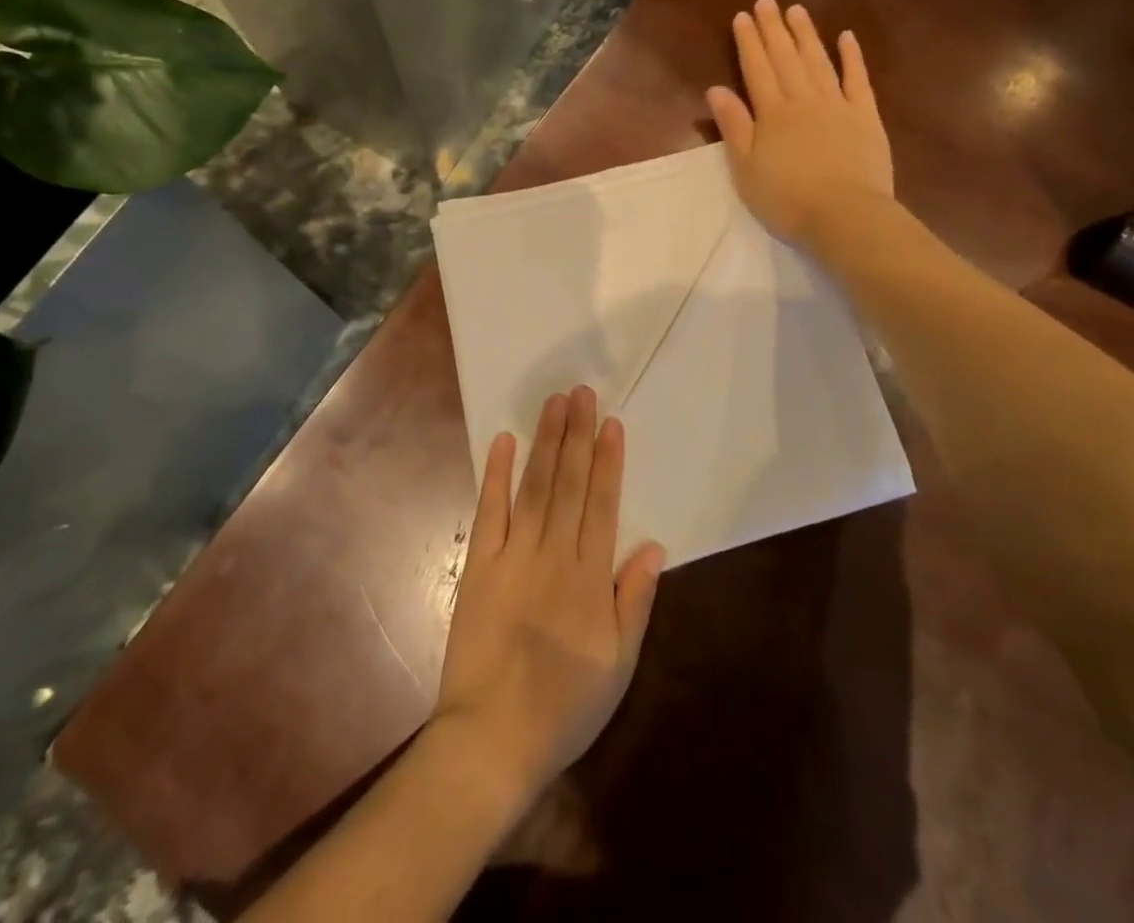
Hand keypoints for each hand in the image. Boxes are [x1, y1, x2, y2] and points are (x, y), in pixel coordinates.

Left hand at [433, 387, 664, 800]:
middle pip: (569, 484)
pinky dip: (496, 475)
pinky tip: (502, 442)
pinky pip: (489, 512)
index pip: (603, 505)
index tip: (611, 423)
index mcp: (589, 578)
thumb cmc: (564, 706)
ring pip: (535, 487)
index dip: (608, 461)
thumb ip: (634, 601)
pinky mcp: (480, 567)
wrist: (492, 740)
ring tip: (554, 404)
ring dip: (545, 443)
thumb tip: (653, 545)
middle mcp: (553, 555)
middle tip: (581, 393)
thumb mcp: (618, 665)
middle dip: (577, 435)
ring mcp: (513, 556)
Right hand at [706, 0, 894, 245]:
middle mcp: (804, 100)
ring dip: (806, 34)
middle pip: (786, 58)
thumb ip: (733, 127)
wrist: (846, 216)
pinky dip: (852, 57)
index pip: (757, 69)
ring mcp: (838, 105)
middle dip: (774, 29)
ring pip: (818, 61)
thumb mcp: (746, 169)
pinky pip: (857, 80)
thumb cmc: (787, 199)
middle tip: (766, 1)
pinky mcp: (866, 117)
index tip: (742, 16)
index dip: (748, 42)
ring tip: (796, 10)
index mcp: (772, 114)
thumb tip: (716, 89)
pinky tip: (846, 38)